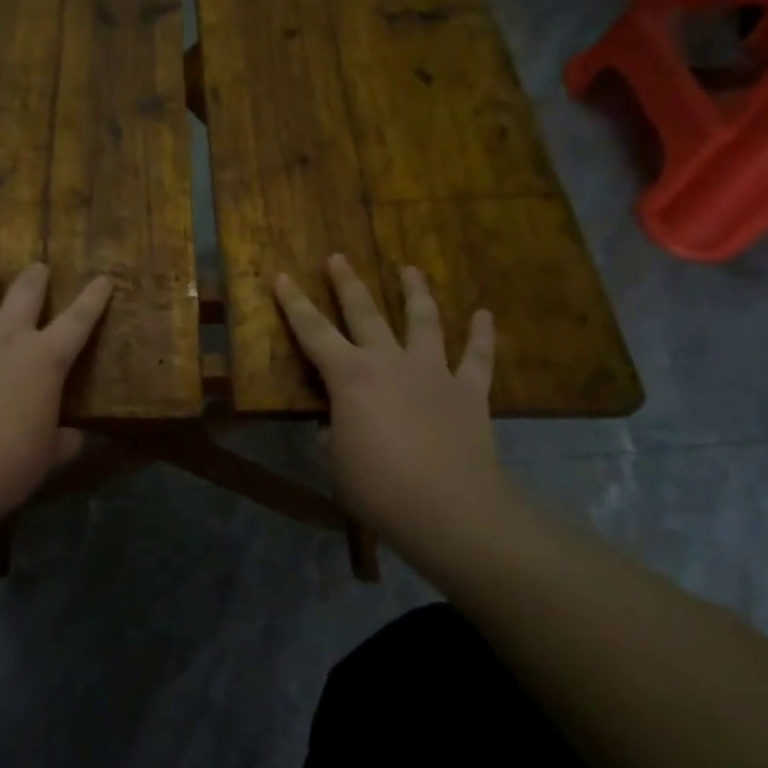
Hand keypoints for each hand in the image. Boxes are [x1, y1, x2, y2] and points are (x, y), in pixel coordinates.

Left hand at [0, 262, 113, 524]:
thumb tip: (83, 438)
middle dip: (35, 277)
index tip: (103, 278)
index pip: (79, 320)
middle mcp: (6, 334)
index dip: (94, 298)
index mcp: (45, 359)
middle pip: (26, 291)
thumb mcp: (47, 457)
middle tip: (37, 269)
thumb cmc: (4, 467)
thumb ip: (66, 441)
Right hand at [275, 255, 502, 542]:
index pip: (312, 332)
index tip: (281, 276)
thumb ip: (331, 434)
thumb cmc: (378, 486)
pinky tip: (485, 315)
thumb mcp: (334, 461)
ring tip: (411, 269)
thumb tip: (333, 425)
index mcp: (349, 376)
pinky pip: (478, 358)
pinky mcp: (469, 391)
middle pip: (365, 313)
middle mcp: (389, 362)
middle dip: (347, 284)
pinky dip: (482, 336)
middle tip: (337, 258)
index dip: (294, 304)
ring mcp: (433, 372)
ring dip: (416, 293)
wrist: (450, 508)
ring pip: (423, 321)